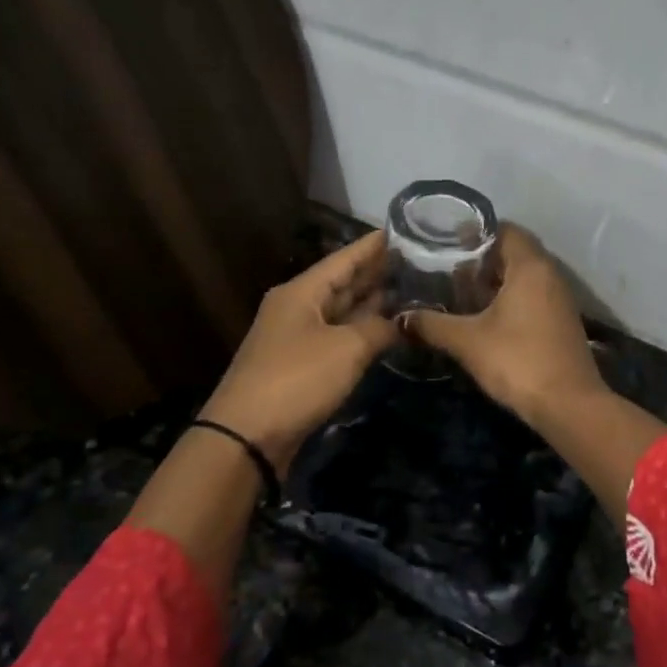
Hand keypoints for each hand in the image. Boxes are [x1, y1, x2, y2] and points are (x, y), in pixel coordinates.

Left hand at [200, 231, 399, 471]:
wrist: (247, 436)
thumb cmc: (297, 379)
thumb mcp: (346, 348)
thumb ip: (379, 328)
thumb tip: (405, 320)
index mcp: (301, 292)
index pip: (344, 258)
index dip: (374, 245)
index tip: (404, 230)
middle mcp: (298, 308)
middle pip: (343, 283)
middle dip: (378, 273)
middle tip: (419, 261)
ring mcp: (299, 338)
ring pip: (342, 312)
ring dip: (373, 303)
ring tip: (412, 291)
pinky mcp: (302, 366)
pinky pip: (339, 338)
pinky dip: (363, 332)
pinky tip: (389, 331)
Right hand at [403, 226, 605, 424]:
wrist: (568, 405)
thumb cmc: (518, 360)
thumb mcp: (467, 341)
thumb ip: (432, 325)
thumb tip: (401, 318)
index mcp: (530, 267)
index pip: (505, 230)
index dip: (475, 232)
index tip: (446, 242)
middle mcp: (550, 275)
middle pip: (514, 252)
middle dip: (481, 259)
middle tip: (447, 268)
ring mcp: (559, 299)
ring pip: (523, 277)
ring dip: (495, 281)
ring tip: (460, 292)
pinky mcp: (561, 322)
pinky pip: (532, 296)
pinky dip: (509, 298)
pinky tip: (484, 318)